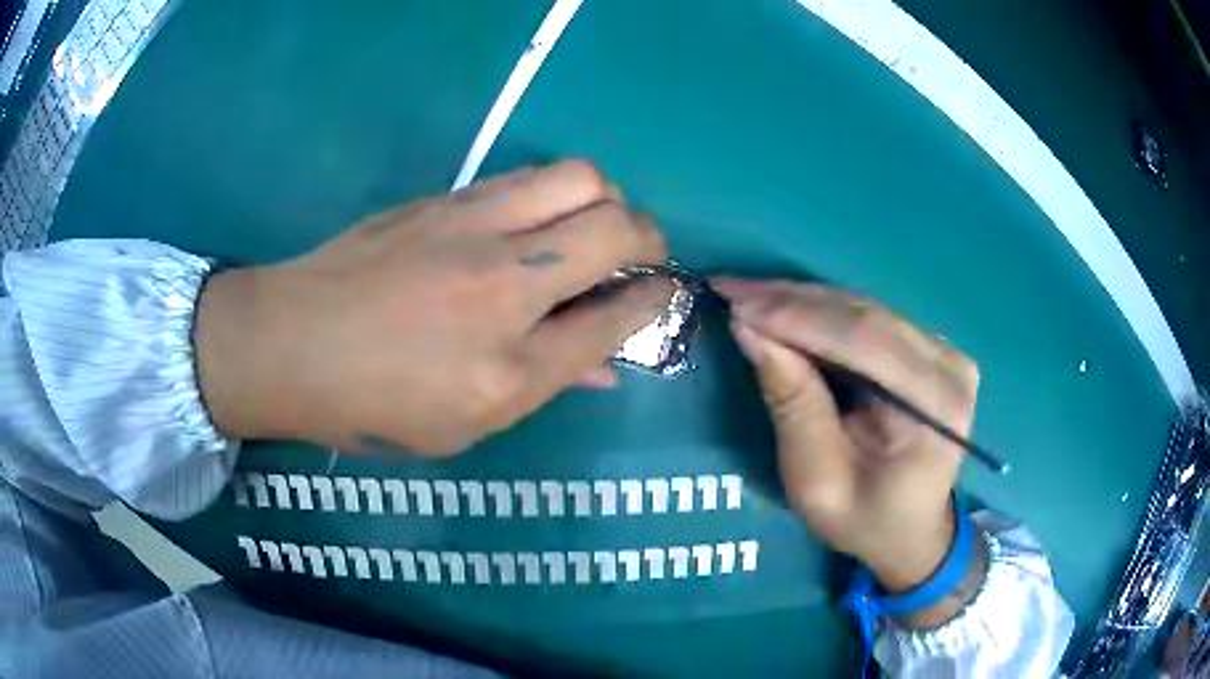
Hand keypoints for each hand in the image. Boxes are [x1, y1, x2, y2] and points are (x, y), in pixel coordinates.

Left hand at [194, 160, 668, 454]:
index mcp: (509, 370)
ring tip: (592, 227)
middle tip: (638, 253)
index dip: (655, 299)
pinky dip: (553, 194)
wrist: (287, 343)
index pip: (616, 317)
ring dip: (606, 200)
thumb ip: (543, 386)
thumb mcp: (462, 426)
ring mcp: (470, 230)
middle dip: (649, 237)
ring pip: (578, 178)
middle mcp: (501, 288)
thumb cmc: (370, 405)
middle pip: (615, 227)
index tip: (664, 292)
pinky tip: (535, 220)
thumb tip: (604, 364)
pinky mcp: (444, 199)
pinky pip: (526, 177)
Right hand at [713, 279, 983, 619]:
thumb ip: (792, 405)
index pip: (865, 341)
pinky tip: (784, 310)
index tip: (735, 303)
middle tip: (730, 290)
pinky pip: (871, 319)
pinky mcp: (932, 348)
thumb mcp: (817, 482)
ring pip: (865, 309)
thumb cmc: (864, 520)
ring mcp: (946, 351)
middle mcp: (950, 366)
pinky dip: (822, 314)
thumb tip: (749, 330)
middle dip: (792, 302)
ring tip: (748, 297)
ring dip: (802, 302)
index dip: (797, 317)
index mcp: (936, 408)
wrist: (912, 531)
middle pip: (866, 316)